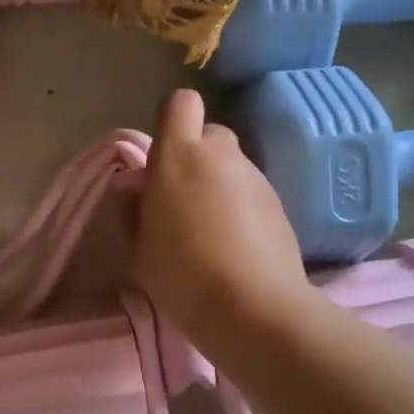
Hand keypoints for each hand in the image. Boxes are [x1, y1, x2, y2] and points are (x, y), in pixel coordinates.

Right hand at [131, 88, 311, 341]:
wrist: (254, 309)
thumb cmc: (182, 274)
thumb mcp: (139, 249)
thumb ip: (132, 209)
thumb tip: (132, 186)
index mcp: (179, 155)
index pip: (180, 104)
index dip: (171, 121)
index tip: (161, 157)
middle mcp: (221, 155)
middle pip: (210, 134)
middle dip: (196, 156)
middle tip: (182, 198)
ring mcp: (256, 177)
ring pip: (232, 165)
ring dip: (219, 184)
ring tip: (210, 231)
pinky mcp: (280, 203)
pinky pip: (251, 192)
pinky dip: (241, 207)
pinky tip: (235, 246)